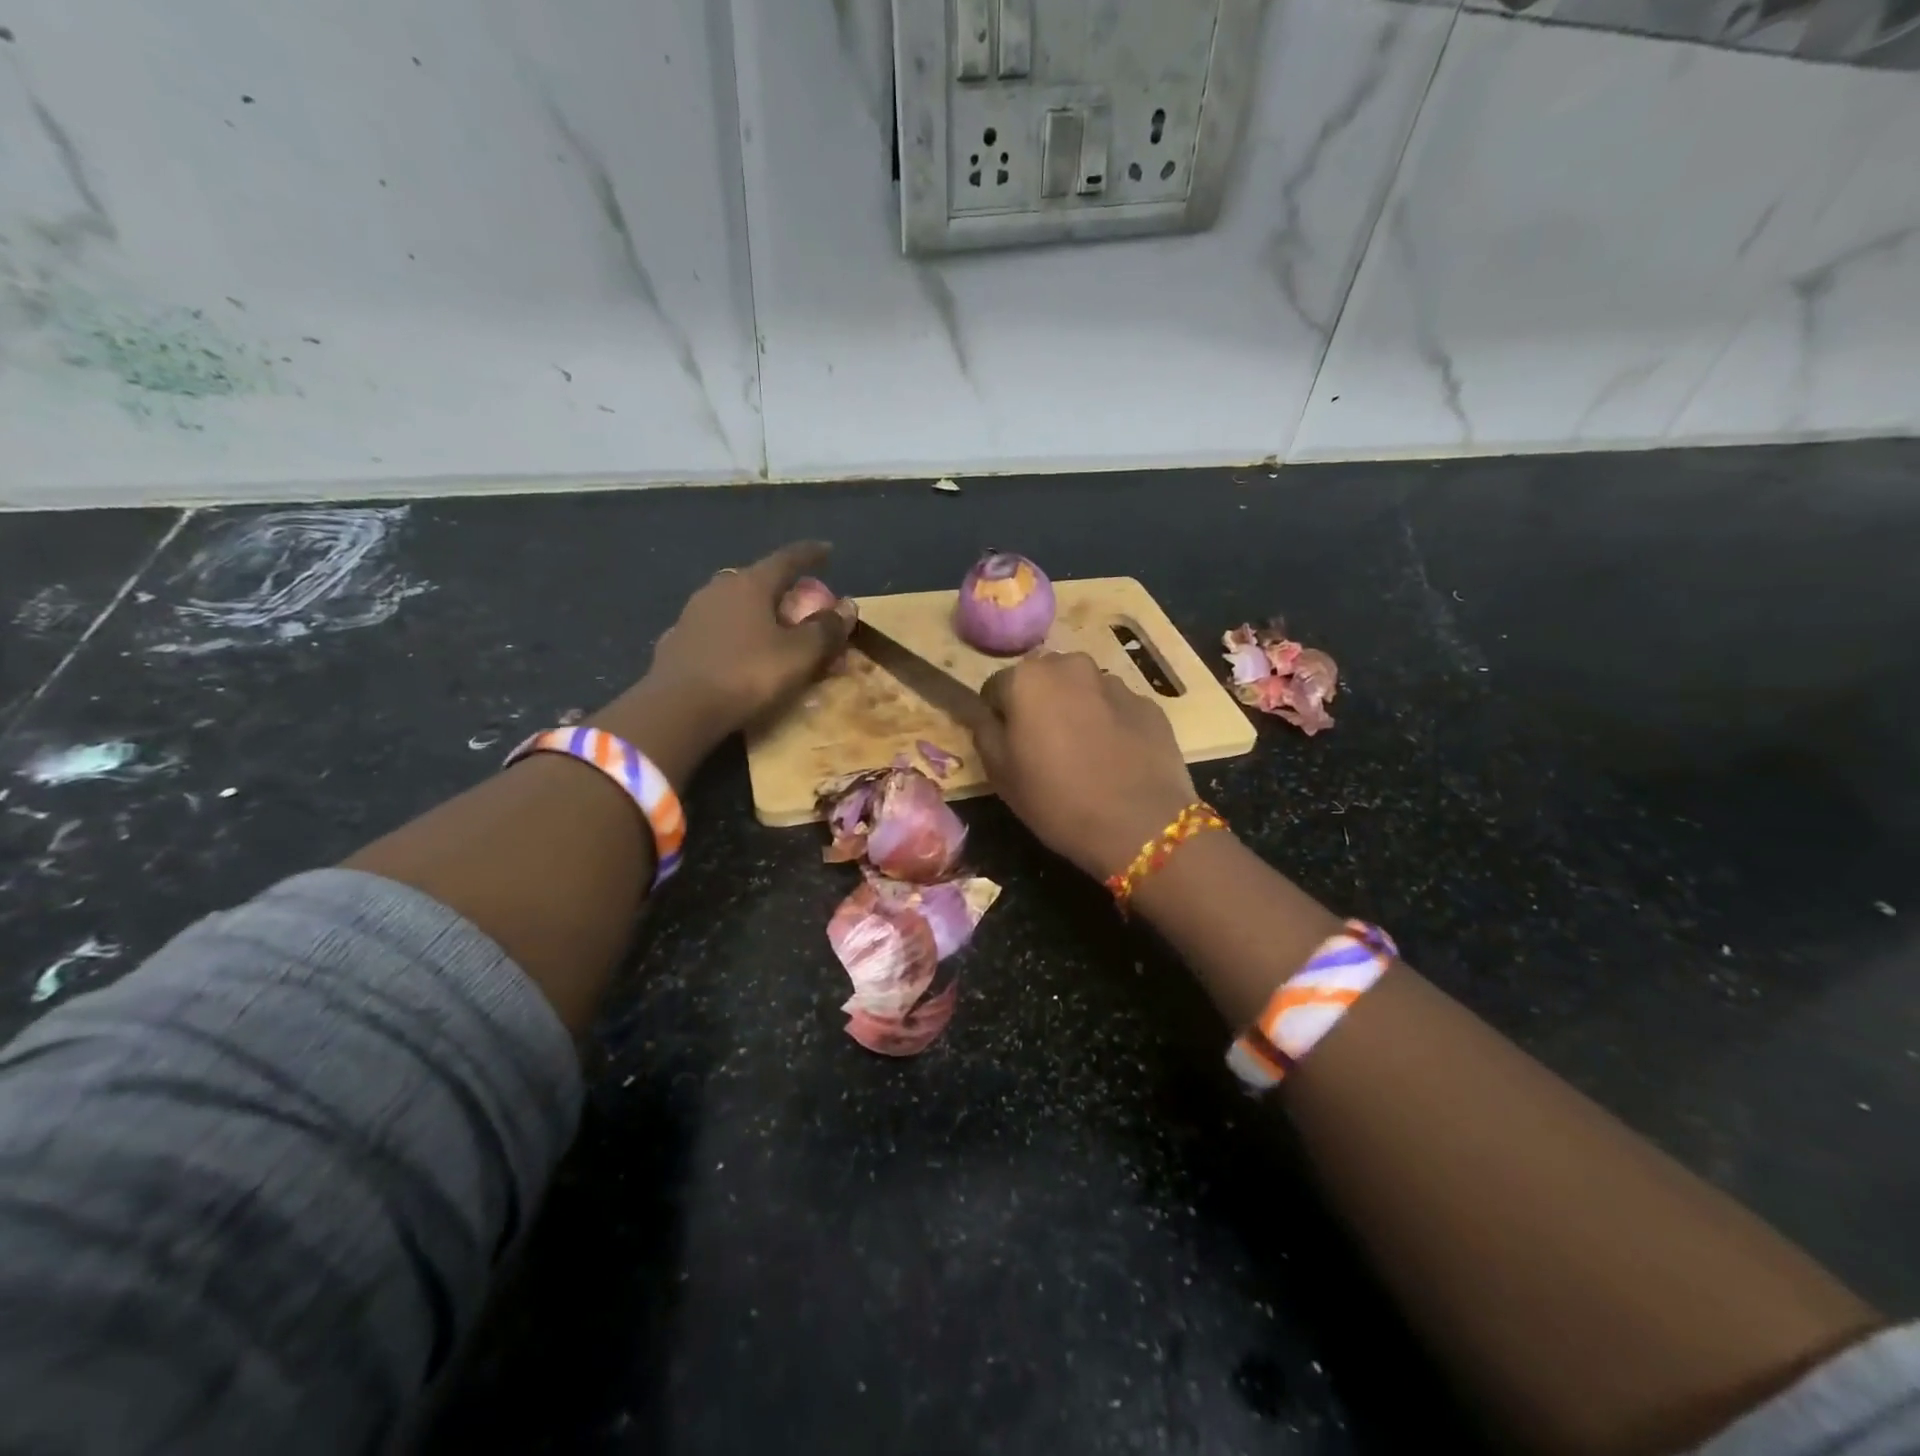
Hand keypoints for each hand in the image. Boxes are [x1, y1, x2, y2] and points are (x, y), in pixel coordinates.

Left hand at [593, 542, 854, 782]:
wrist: (678, 709)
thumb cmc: (747, 674)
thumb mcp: (799, 655)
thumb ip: (826, 630)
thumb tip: (847, 607)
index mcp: (750, 584)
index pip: (787, 559)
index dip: (811, 554)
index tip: (827, 550)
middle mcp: (718, 589)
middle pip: (758, 580)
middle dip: (782, 589)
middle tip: (800, 603)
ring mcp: (692, 614)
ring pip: (734, 605)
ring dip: (756, 613)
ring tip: (771, 630)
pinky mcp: (677, 641)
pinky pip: (717, 631)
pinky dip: (734, 635)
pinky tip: (739, 653)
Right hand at [975, 651, 1197, 879]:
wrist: (1140, 825)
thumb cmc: (1056, 799)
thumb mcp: (1000, 774)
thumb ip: (984, 732)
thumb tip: (985, 714)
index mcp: (1028, 679)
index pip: (996, 687)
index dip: (998, 717)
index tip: (1007, 747)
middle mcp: (1071, 667)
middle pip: (1043, 680)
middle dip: (1039, 705)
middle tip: (1044, 749)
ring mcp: (1115, 683)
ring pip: (1082, 691)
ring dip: (1076, 712)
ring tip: (1084, 756)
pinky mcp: (1148, 705)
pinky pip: (1115, 709)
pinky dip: (1109, 724)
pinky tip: (1114, 760)